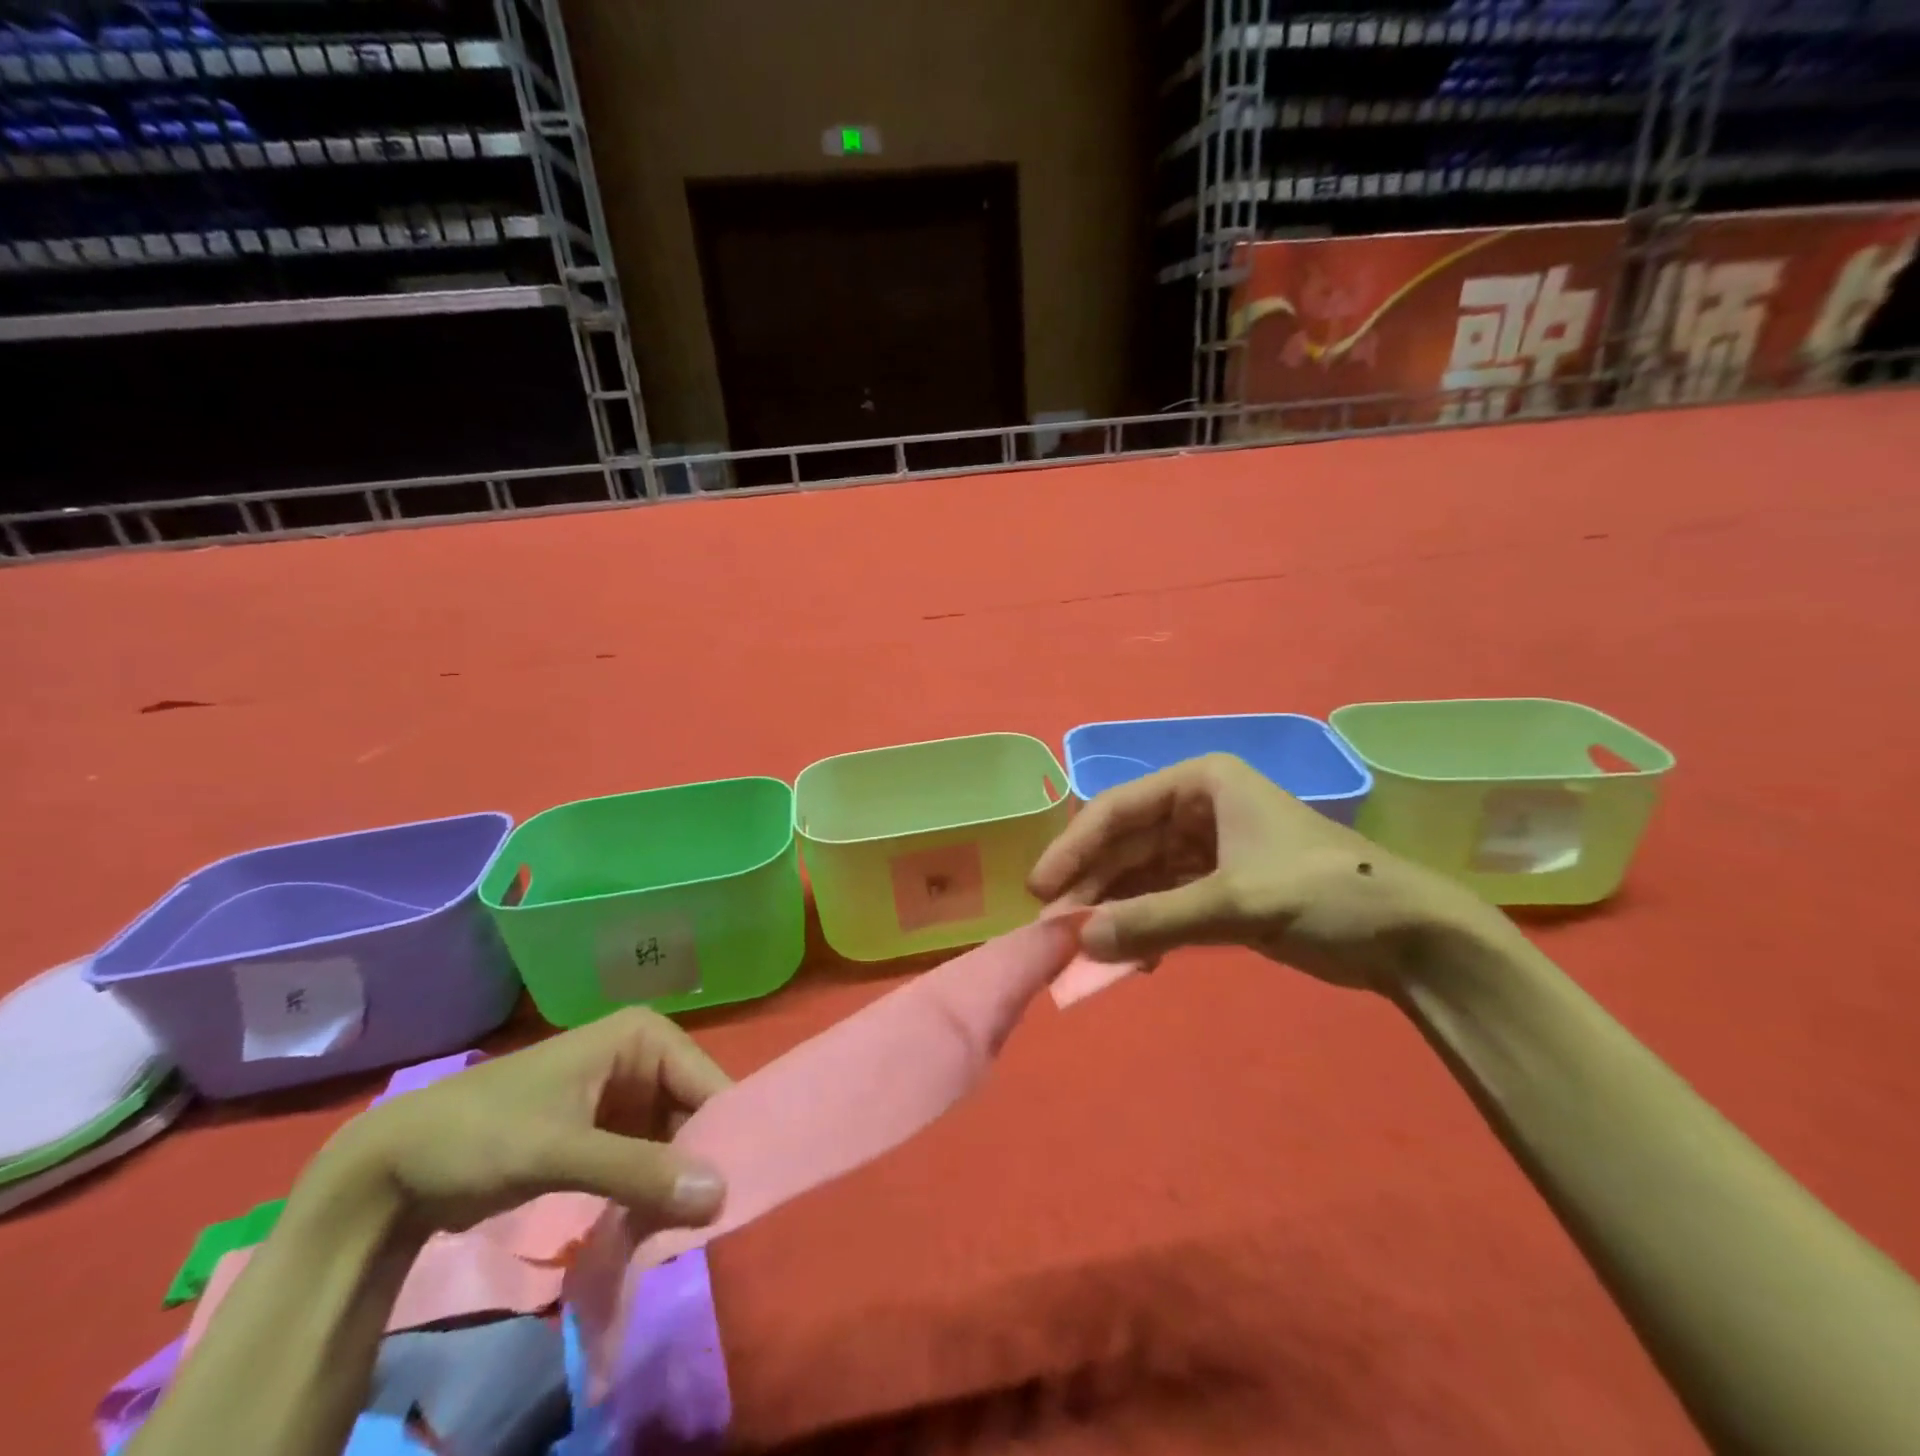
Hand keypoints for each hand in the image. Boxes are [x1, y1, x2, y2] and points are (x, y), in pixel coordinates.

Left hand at [313, 1008, 731, 1239]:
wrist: (393, 1170)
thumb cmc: (481, 1136)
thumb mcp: (560, 1151)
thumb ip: (640, 1171)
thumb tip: (721, 1196)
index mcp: (644, 1037)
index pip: (707, 1083)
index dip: (723, 1136)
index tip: (729, 1197)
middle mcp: (643, 1058)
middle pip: (695, 1112)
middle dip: (697, 1166)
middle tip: (698, 1225)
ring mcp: (625, 1095)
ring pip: (675, 1140)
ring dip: (674, 1186)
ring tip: (672, 1233)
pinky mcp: (607, 1131)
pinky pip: (649, 1159)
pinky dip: (651, 1193)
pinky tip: (648, 1227)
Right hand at [1029, 753, 1505, 989]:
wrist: (1410, 938)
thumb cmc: (1324, 892)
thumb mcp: (1236, 901)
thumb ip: (1154, 921)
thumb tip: (1081, 943)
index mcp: (1201, 783)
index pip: (1117, 809)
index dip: (1074, 848)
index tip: (1039, 890)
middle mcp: (1198, 808)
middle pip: (1125, 845)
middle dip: (1091, 887)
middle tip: (1054, 931)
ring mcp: (1209, 849)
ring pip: (1141, 877)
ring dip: (1114, 912)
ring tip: (1083, 951)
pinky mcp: (1221, 888)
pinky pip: (1165, 903)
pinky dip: (1145, 928)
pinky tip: (1131, 960)